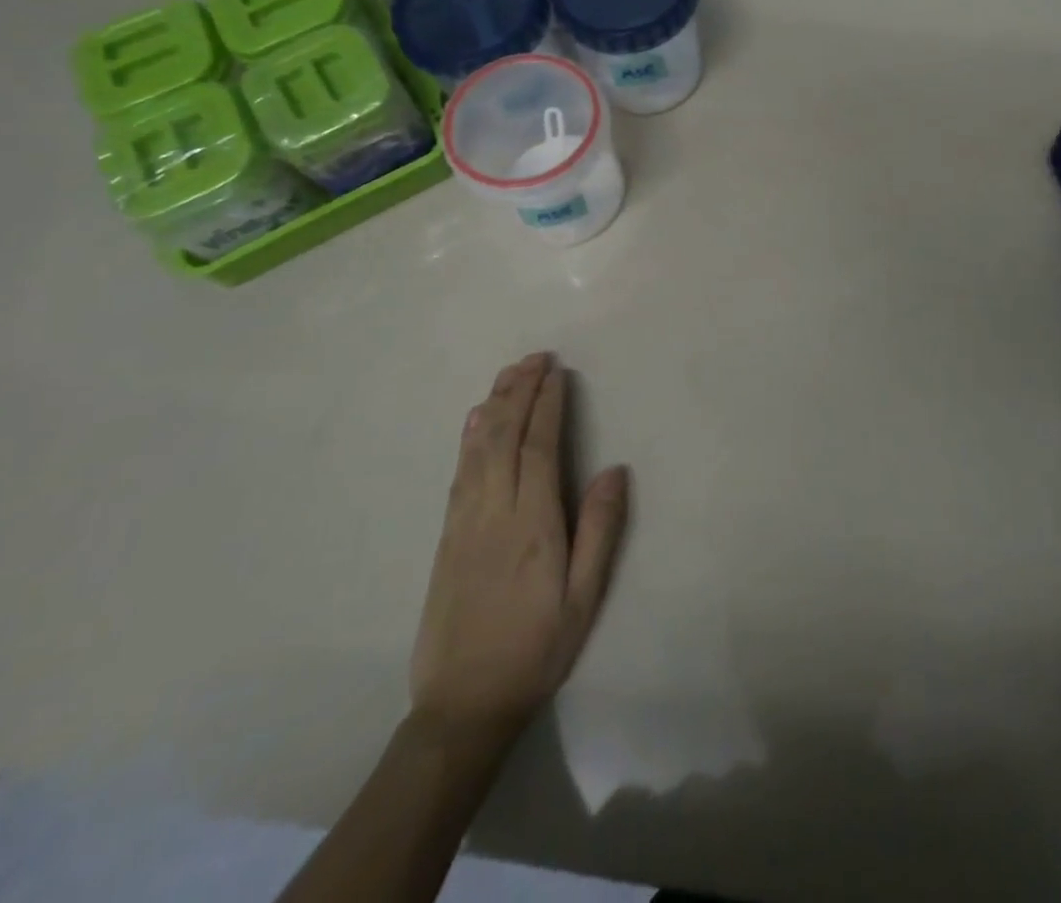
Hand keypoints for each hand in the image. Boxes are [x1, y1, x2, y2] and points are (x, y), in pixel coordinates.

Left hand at [410, 353, 628, 747]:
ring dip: (493, 404)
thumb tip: (614, 469)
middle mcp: (493, 512)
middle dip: (519, 391)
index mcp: (532, 524)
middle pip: (502, 436)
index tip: (557, 372)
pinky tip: (474, 420)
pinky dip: (469, 436)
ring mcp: (463, 522)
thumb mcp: (584, 597)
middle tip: (536, 357)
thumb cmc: (536, 649)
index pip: (538, 447)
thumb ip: (600, 530)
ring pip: (476, 448)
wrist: (463, 704)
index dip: (547, 405)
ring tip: (510, 373)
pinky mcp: (446, 536)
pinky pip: (459, 472)